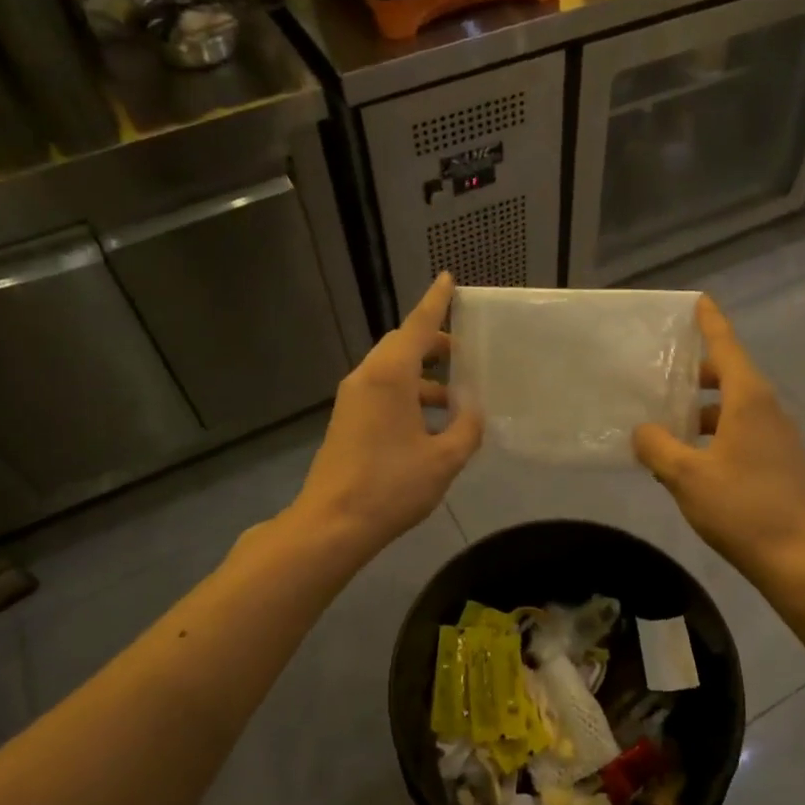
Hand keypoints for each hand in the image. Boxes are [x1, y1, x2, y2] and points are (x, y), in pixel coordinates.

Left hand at [291, 273, 481, 556]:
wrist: (332, 524)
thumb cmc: (391, 485)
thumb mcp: (444, 459)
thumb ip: (466, 428)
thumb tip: (472, 412)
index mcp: (390, 376)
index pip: (417, 327)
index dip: (435, 303)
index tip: (448, 280)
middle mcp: (367, 378)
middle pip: (403, 346)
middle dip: (435, 346)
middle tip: (466, 357)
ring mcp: (353, 400)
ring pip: (393, 372)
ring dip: (425, 378)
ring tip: (457, 401)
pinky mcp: (348, 421)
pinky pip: (383, 392)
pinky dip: (410, 396)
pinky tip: (432, 426)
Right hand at [634, 296, 804, 583]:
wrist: (798, 557)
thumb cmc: (741, 507)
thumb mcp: (686, 476)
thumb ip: (657, 447)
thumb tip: (643, 431)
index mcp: (748, 400)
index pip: (726, 347)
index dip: (710, 323)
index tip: (699, 301)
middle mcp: (768, 410)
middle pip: (731, 376)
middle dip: (698, 372)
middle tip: (663, 375)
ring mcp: (778, 437)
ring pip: (736, 407)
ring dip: (704, 409)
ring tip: (668, 424)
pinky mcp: (781, 462)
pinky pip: (743, 432)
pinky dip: (717, 433)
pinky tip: (691, 459)